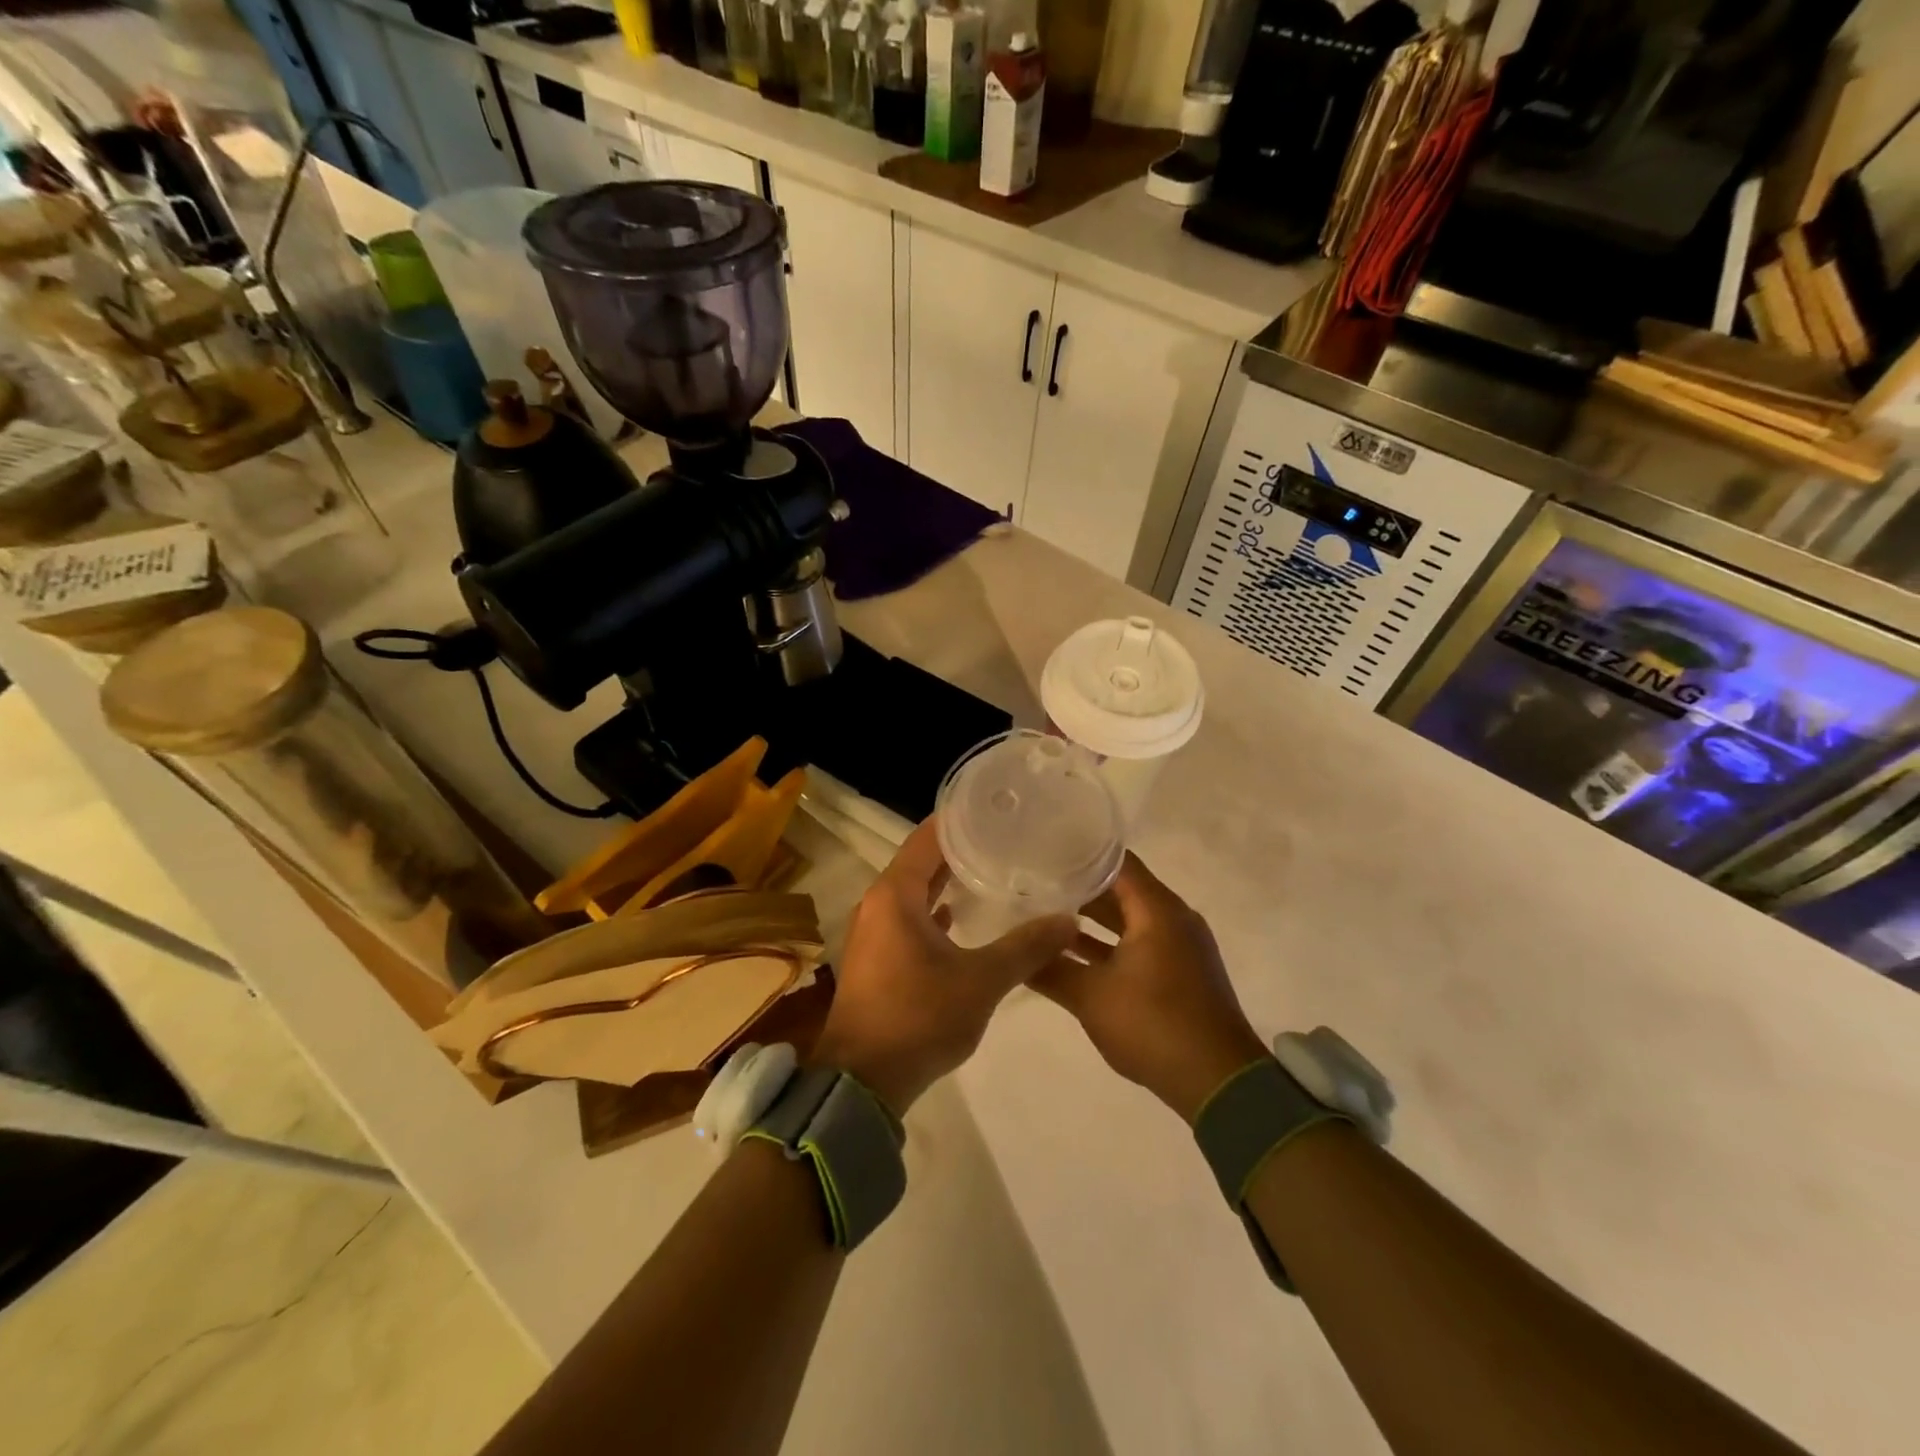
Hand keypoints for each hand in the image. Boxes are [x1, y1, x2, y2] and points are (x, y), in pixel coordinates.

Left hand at [811, 817, 1076, 1115]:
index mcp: (895, 895)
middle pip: (920, 862)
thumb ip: (1025, 947)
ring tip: (990, 871)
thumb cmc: (918, 1018)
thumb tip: (1069, 920)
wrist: (863, 1082)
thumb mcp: (980, 981)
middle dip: (959, 849)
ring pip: (913, 893)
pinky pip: (907, 919)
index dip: (960, 820)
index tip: (995, 809)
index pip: (928, 838)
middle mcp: (878, 904)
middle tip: (1003, 838)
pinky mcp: (876, 958)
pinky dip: (933, 912)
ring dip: (946, 882)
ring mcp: (873, 932)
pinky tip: (960, 918)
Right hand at [1034, 853, 1266, 1122]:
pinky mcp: (1182, 971)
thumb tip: (1016, 952)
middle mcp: (1174, 918)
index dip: (1078, 856)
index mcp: (1158, 910)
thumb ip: (1050, 969)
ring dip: (1093, 919)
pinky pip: (1141, 942)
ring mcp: (1181, 945)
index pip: (1115, 862)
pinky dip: (1111, 943)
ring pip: (1130, 918)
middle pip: (1122, 888)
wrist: (1219, 1083)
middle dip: (1080, 888)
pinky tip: (1075, 954)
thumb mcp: (1091, 997)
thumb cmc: (1154, 1025)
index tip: (1043, 855)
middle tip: (1036, 885)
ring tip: (1046, 917)